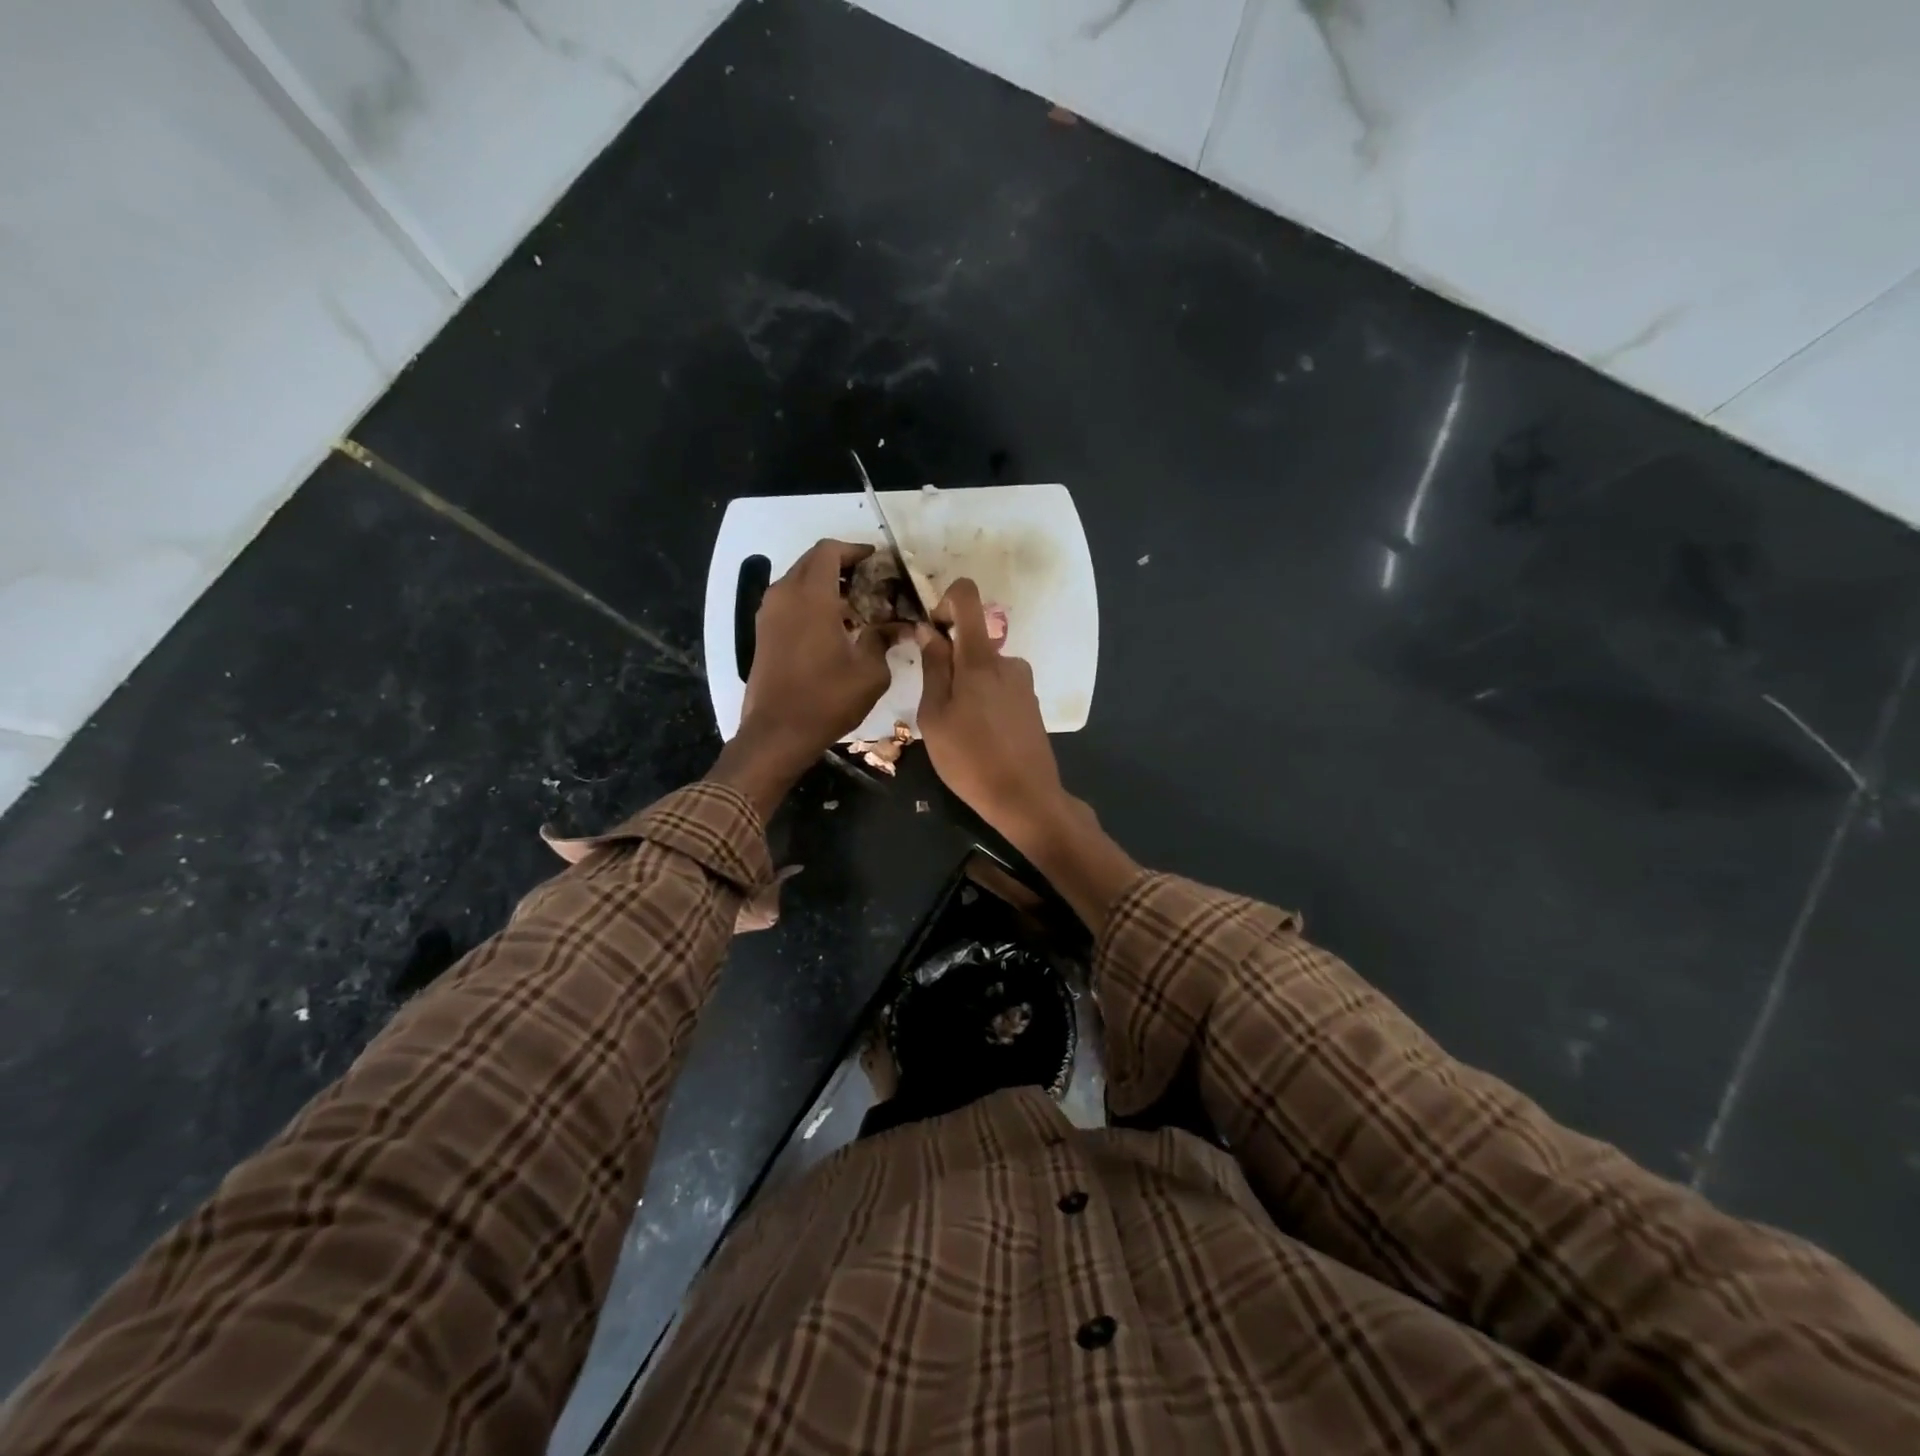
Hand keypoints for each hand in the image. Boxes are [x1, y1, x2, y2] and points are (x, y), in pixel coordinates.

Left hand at [712, 539, 896, 816]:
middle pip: (812, 561)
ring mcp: (769, 613)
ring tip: (855, 605)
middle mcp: (785, 595)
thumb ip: (883, 638)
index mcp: (812, 596)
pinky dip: (810, 601)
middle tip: (871, 582)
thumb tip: (898, 625)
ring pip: (798, 580)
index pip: (830, 551)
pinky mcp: (763, 632)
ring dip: (825, 584)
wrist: (778, 733)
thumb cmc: (827, 699)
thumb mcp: (870, 671)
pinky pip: (789, 601)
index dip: (855, 550)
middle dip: (842, 565)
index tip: (877, 561)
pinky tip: (834, 625)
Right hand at [916, 578, 1067, 847]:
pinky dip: (984, 702)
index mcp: (980, 658)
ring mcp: (1023, 683)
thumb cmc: (969, 759)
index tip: (932, 632)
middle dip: (950, 663)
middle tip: (938, 707)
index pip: (967, 596)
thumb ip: (933, 668)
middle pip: (972, 641)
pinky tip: (980, 738)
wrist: (1025, 798)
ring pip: (984, 669)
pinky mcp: (1031, 703)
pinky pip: (999, 688)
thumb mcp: (935, 716)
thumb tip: (928, 630)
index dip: (945, 602)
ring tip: (959, 730)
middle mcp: (1007, 661)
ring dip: (967, 688)